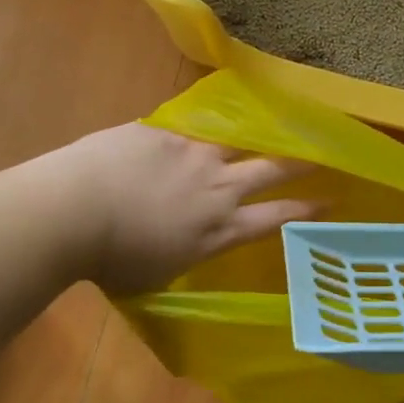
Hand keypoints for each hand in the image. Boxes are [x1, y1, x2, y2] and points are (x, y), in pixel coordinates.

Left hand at [48, 124, 317, 294]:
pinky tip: (194, 127)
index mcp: (218, 229)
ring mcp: (192, 154)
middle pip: (270, 168)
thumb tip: (182, 244)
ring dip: (252, 138)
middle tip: (322, 152)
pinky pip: (188, 129)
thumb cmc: (110, 261)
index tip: (330, 200)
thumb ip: (182, 253)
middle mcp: (216, 187)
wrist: (73, 210)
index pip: (275, 216)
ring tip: (268, 128)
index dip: (305, 209)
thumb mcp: (155, 275)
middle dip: (300, 162)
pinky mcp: (163, 131)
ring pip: (235, 140)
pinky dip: (194, 134)